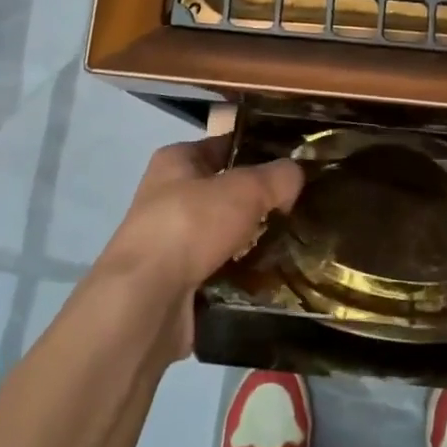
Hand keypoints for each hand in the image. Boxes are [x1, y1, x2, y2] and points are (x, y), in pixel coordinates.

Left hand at [92, 136, 302, 358]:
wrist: (145, 301)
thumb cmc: (190, 226)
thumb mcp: (243, 190)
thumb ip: (276, 177)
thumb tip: (296, 174)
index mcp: (176, 161)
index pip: (225, 145)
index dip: (259, 150)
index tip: (296, 163)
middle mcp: (169, 195)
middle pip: (227, 190)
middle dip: (261, 199)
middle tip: (301, 206)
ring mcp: (172, 240)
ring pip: (226, 231)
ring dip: (254, 238)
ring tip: (294, 242)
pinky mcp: (178, 279)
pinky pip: (221, 267)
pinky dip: (243, 271)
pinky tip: (273, 275)